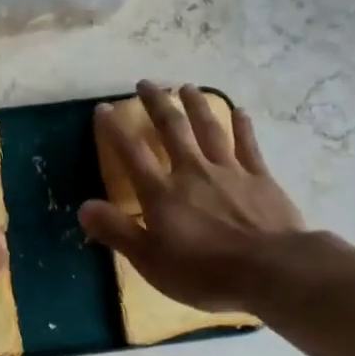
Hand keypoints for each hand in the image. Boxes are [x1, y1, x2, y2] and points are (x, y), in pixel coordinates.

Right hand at [79, 82, 314, 311]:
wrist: (270, 269)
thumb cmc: (204, 272)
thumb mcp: (150, 260)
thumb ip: (117, 231)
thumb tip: (83, 207)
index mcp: (162, 193)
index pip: (131, 154)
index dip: (114, 130)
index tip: (103, 108)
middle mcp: (192, 172)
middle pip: (172, 129)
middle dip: (157, 104)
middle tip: (146, 83)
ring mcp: (229, 171)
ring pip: (209, 129)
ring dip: (196, 105)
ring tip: (187, 86)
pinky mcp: (260, 178)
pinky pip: (248, 145)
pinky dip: (242, 127)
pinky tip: (239, 112)